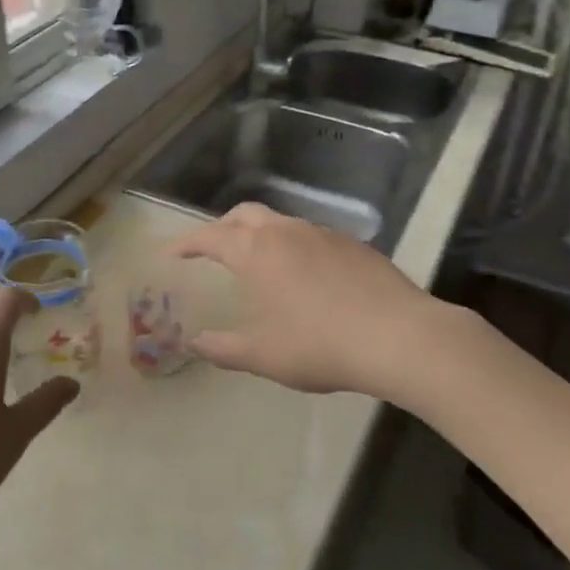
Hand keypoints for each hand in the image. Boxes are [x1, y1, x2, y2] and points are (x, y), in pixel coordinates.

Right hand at [167, 203, 457, 406]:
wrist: (398, 336)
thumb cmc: (319, 345)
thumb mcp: (262, 355)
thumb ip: (222, 349)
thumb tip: (195, 344)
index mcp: (255, 252)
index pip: (209, 237)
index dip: (186, 244)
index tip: (170, 253)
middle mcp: (285, 232)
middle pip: (244, 214)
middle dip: (222, 227)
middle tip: (212, 250)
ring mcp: (322, 233)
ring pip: (280, 222)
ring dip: (260, 235)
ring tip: (259, 264)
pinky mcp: (353, 245)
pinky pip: (311, 237)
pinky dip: (294, 247)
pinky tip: (306, 277)